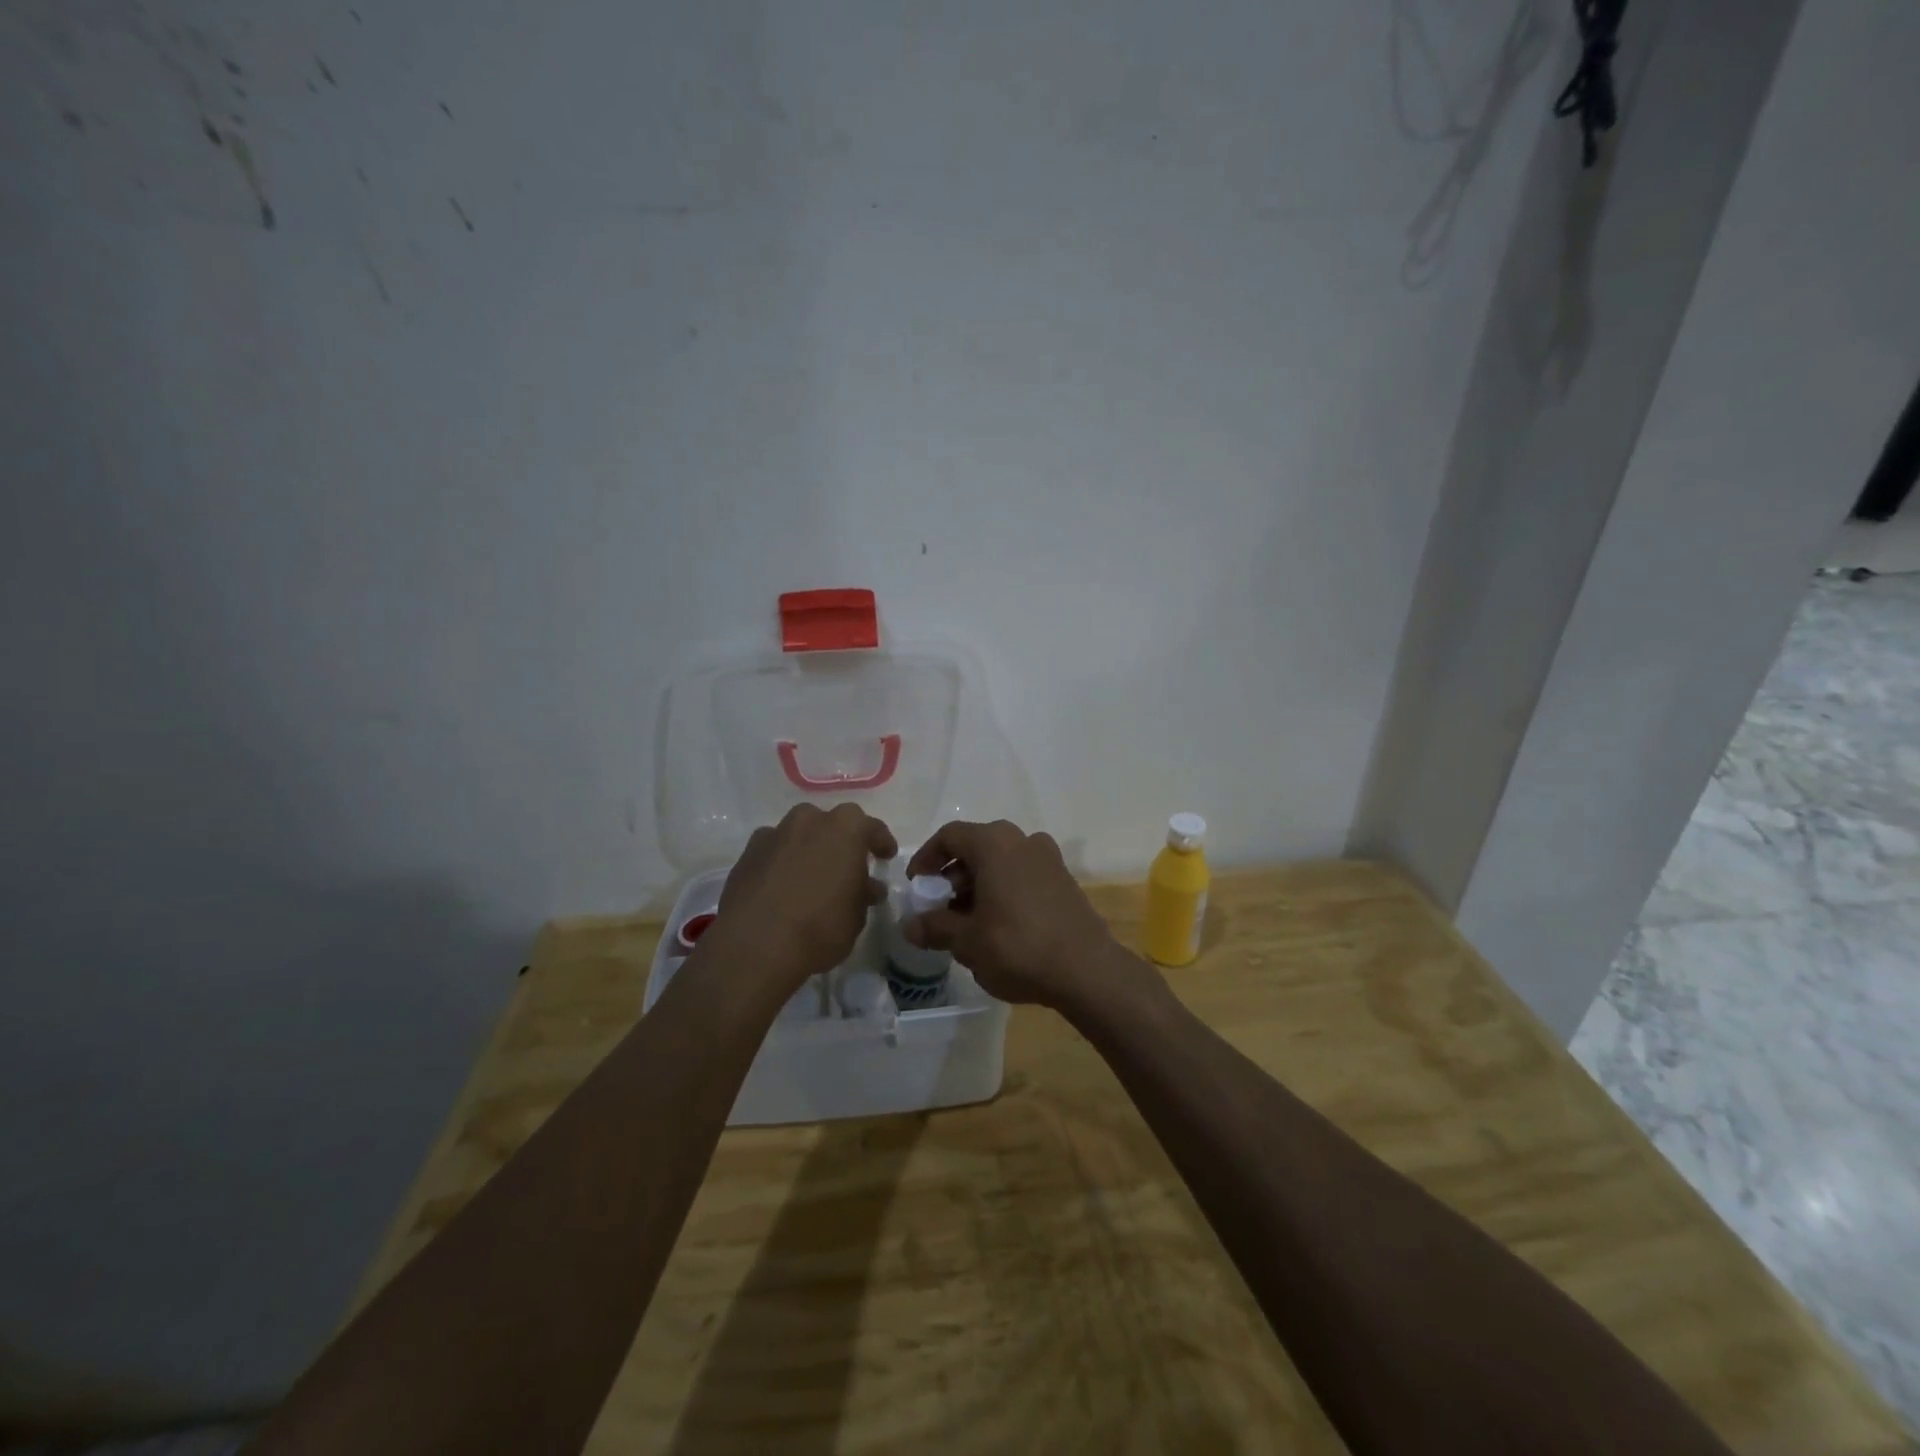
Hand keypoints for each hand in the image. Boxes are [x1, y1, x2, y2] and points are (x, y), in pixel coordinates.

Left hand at [713, 803, 896, 995]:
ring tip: (812, 876)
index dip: (881, 842)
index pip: (871, 827)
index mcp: (845, 829)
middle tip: (846, 866)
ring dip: (808, 849)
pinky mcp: (747, 853)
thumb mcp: (856, 918)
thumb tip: (868, 887)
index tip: (886, 856)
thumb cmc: (819, 928)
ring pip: (799, 834)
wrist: (755, 945)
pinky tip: (782, 885)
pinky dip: (781, 862)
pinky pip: (773, 851)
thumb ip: (863, 895)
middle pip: (831, 824)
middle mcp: (809, 820)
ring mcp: (774, 833)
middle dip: (841, 842)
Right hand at [904, 820, 1144, 1011]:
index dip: (927, 858)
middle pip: (977, 847)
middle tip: (939, 908)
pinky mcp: (1064, 880)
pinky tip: (998, 926)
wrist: (1086, 970)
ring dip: (978, 885)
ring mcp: (1048, 858)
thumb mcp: (967, 941)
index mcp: (995, 843)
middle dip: (953, 876)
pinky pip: (1023, 875)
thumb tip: (909, 926)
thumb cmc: (1017, 946)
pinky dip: (1003, 891)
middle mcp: (1023, 840)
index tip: (917, 886)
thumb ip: (935, 927)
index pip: (950, 836)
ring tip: (966, 922)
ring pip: (1001, 862)